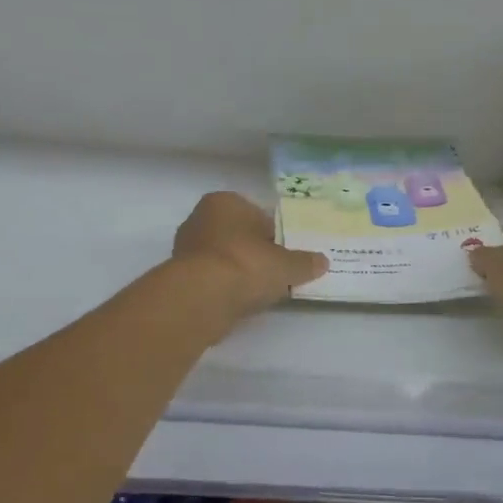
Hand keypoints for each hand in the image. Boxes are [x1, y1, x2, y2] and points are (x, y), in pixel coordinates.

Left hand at [173, 192, 327, 325]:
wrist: (202, 297)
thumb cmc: (246, 264)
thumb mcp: (286, 265)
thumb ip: (304, 262)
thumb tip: (323, 262)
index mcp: (224, 202)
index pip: (257, 215)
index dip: (274, 236)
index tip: (286, 256)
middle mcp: (200, 218)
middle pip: (238, 236)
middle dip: (255, 253)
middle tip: (276, 274)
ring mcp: (186, 249)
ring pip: (223, 258)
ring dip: (239, 272)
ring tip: (260, 291)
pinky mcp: (180, 277)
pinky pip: (212, 279)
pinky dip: (225, 288)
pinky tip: (239, 301)